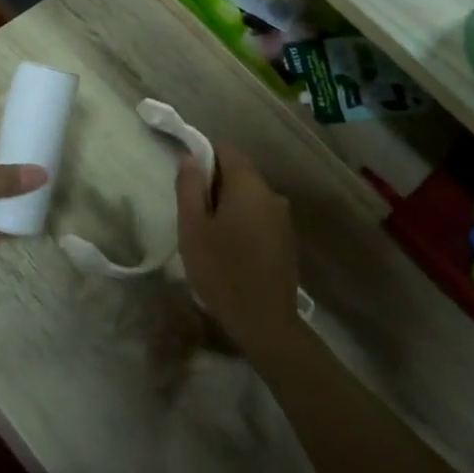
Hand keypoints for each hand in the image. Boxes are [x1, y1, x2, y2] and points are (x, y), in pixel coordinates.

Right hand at [175, 140, 302, 362]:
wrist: (264, 322)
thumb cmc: (221, 270)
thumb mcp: (192, 228)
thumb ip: (189, 187)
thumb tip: (190, 157)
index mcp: (249, 186)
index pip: (226, 150)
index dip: (203, 156)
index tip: (186, 180)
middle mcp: (272, 195)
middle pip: (239, 174)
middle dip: (214, 185)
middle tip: (191, 214)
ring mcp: (283, 219)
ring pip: (249, 198)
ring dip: (228, 206)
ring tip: (208, 235)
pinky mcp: (287, 241)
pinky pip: (259, 218)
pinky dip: (242, 223)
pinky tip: (230, 250)